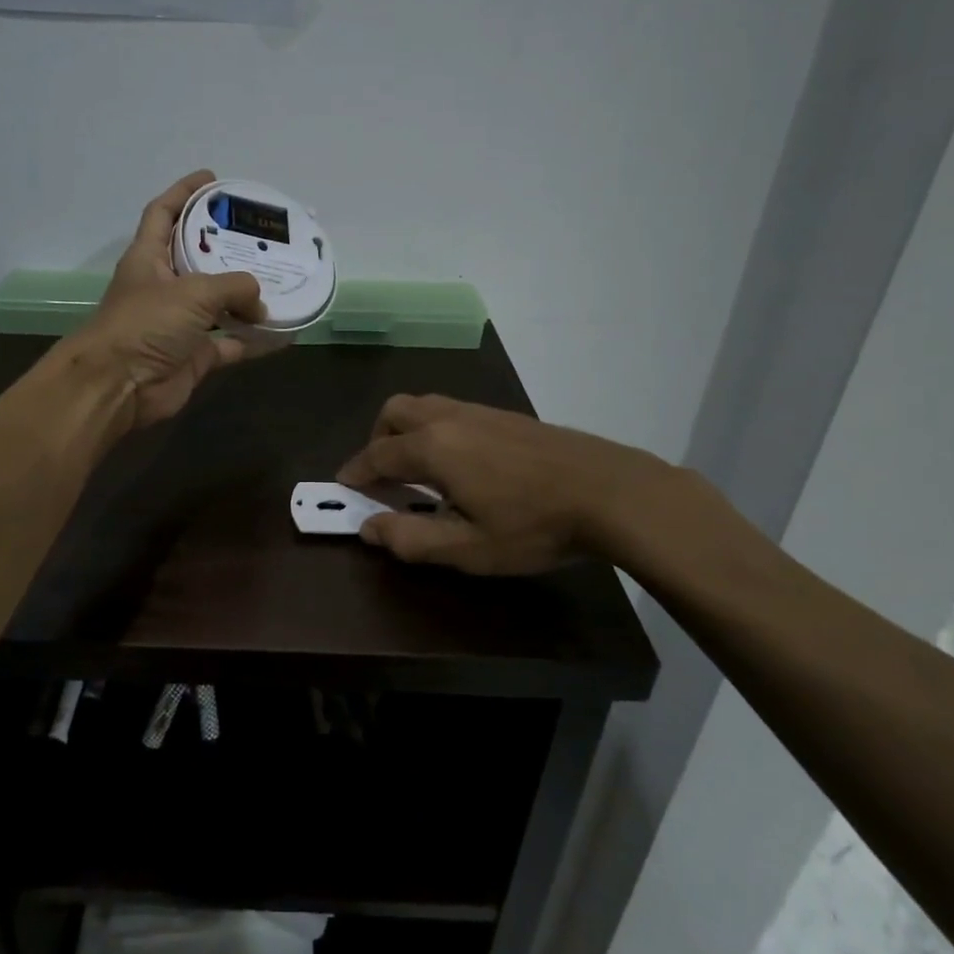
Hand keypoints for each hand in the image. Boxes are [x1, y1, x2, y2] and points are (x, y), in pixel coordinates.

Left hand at [69, 170, 265, 427]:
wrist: (119, 386)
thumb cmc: (146, 324)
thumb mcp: (192, 292)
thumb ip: (233, 287)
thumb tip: (261, 302)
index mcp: (148, 258)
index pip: (163, 213)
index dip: (184, 192)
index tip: (213, 179)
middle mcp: (163, 286)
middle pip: (196, 256)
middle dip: (225, 245)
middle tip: (260, 234)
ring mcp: (179, 323)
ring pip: (218, 303)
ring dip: (246, 296)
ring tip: (280, 278)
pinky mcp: (194, 355)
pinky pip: (231, 343)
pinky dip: (254, 340)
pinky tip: (283, 332)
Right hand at [336, 394, 705, 579]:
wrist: (609, 491)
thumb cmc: (533, 525)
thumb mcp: (468, 548)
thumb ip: (411, 539)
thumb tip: (368, 528)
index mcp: (433, 447)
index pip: (377, 454)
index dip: (356, 472)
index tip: (344, 486)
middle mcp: (449, 419)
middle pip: (395, 412)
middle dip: (378, 440)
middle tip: (383, 475)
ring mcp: (481, 411)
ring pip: (425, 405)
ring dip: (407, 431)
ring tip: (420, 469)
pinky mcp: (507, 415)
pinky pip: (453, 410)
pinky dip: (436, 429)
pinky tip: (462, 463)